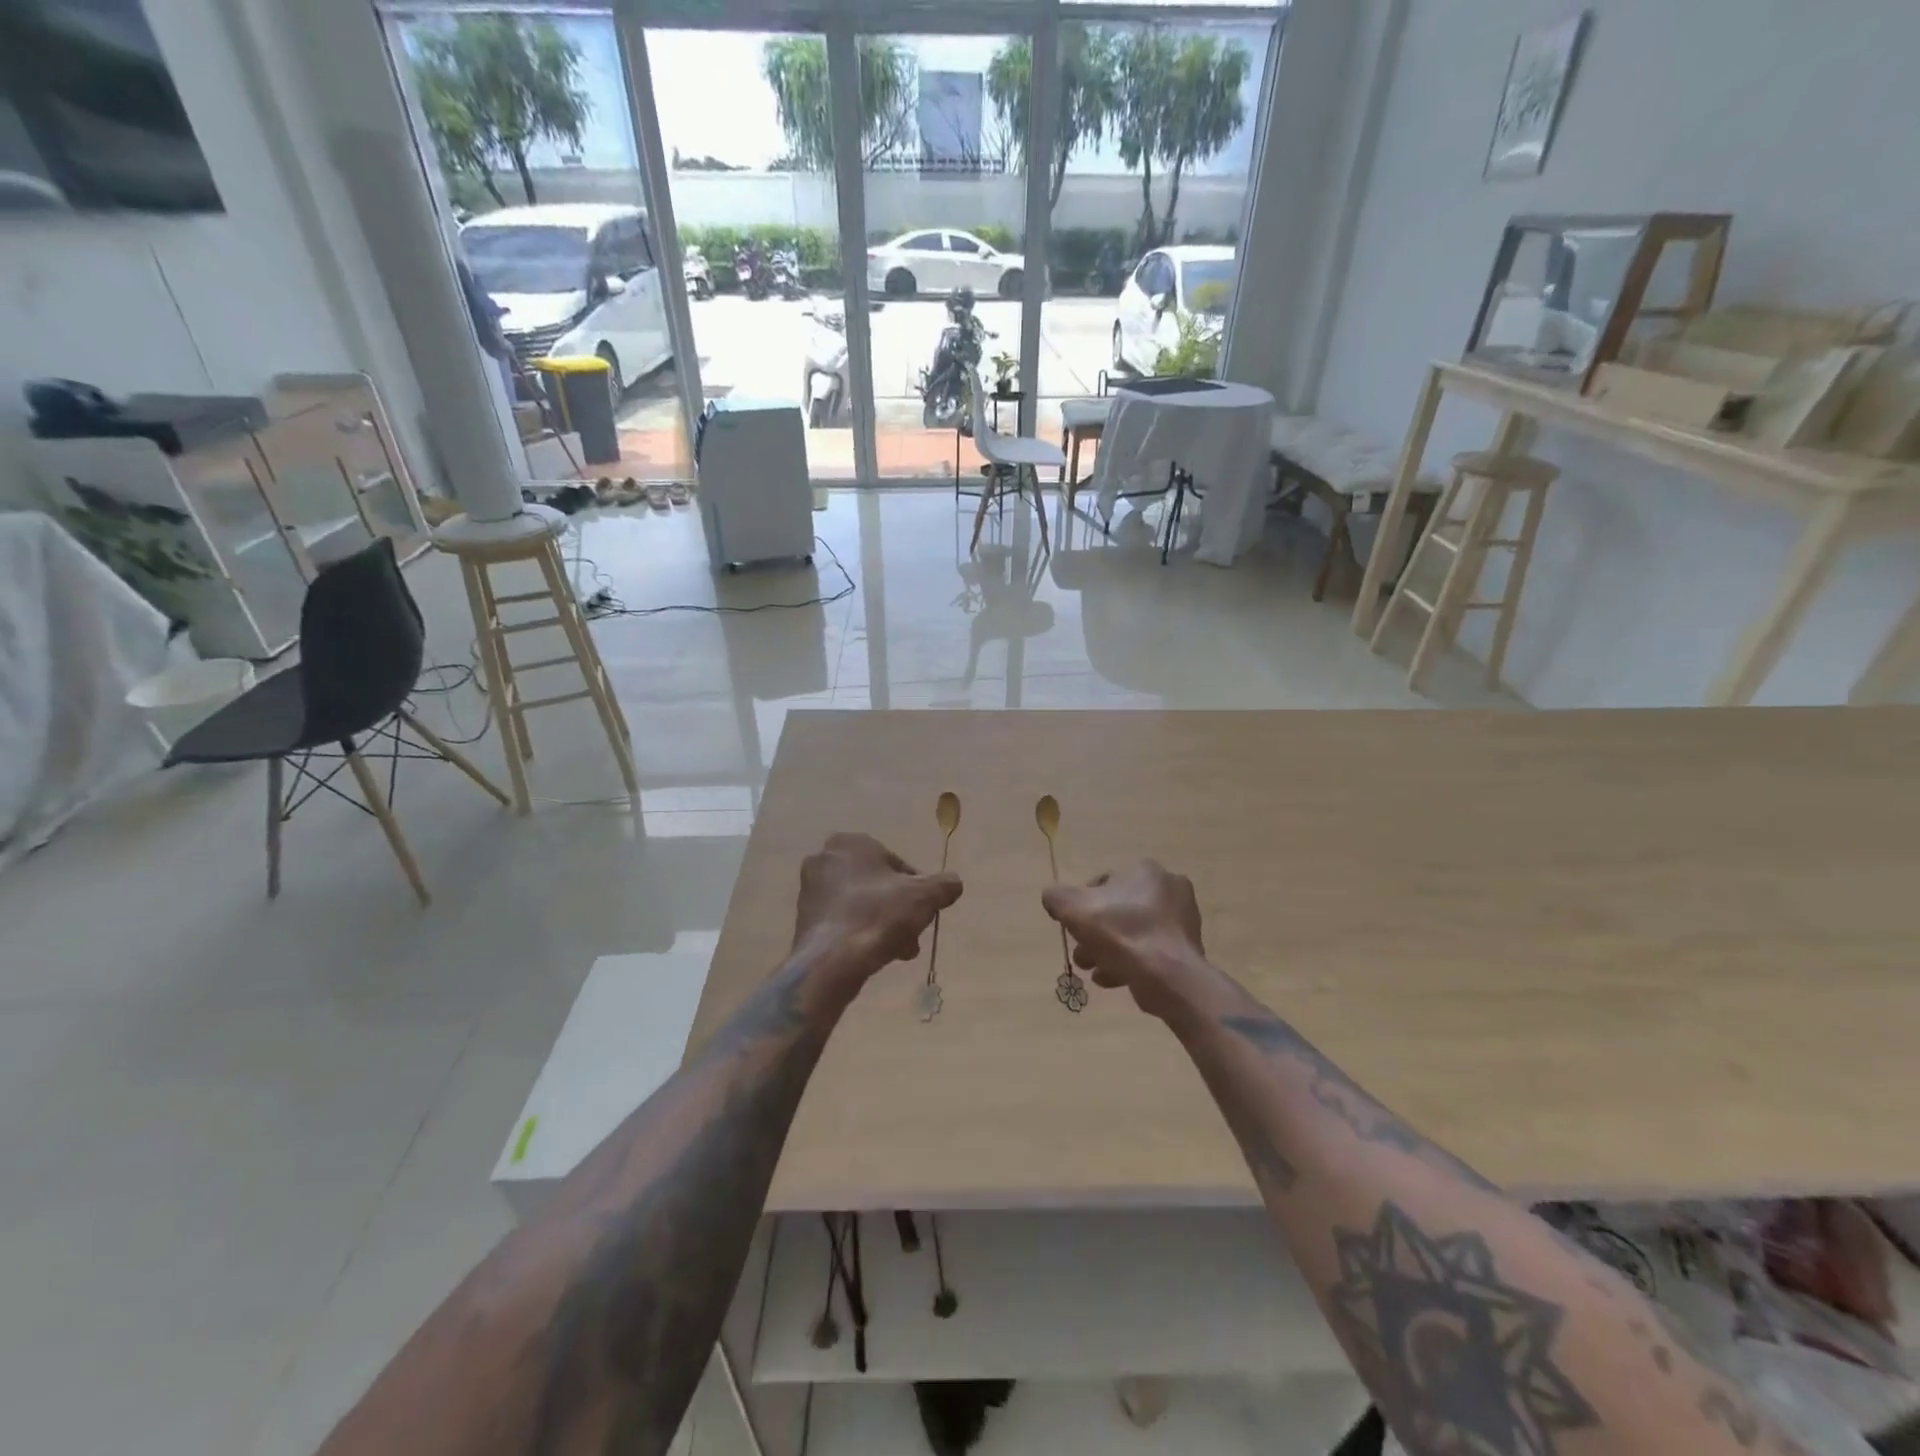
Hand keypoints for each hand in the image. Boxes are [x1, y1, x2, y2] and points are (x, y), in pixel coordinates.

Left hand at [793, 833, 962, 1003]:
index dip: (916, 888)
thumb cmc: (879, 915)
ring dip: (883, 923)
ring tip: (900, 950)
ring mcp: (810, 890)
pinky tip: (876, 955)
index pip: (896, 863)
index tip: (925, 910)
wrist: (832, 961)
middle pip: (877, 885)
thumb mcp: (924, 897)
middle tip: (914, 933)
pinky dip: (861, 933)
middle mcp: (826, 859)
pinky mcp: (804, 918)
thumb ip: (944, 885)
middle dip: (898, 909)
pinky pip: (843, 920)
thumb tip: (954, 882)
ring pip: (861, 904)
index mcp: (851, 843)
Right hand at [1041, 860, 1210, 1021]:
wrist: (1166, 974)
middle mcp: (1168, 887)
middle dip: (1095, 934)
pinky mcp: (1187, 948)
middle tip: (1083, 955)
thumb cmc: (1119, 932)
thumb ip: (1056, 897)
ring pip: (1133, 933)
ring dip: (1110, 951)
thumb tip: (1053, 897)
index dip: (1083, 906)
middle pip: (1118, 910)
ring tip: (1094, 971)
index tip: (1074, 928)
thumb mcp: (1073, 908)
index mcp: (1144, 870)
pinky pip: (1150, 951)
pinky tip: (1113, 979)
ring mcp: (1182, 919)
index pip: (1103, 882)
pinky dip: (1131, 963)